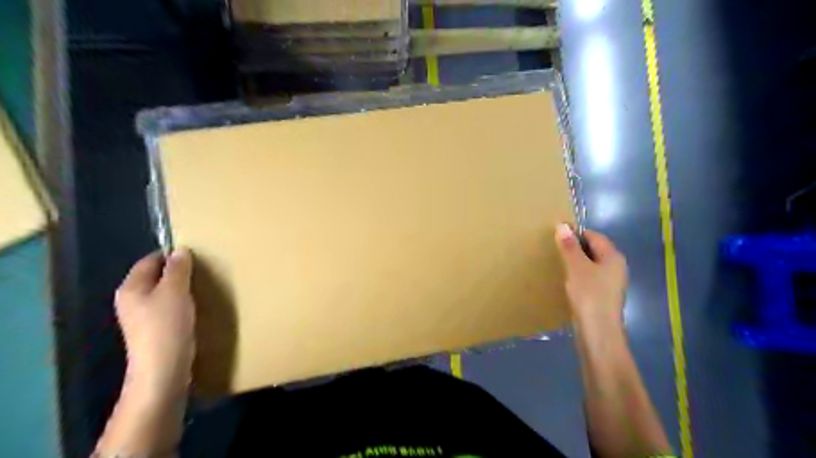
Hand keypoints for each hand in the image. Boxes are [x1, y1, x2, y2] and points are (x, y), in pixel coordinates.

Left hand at [113, 249, 196, 397]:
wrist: (163, 367)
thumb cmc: (166, 325)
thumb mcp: (175, 291)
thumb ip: (178, 269)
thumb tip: (181, 250)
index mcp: (131, 288)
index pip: (149, 261)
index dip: (170, 255)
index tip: (195, 255)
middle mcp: (132, 300)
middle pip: (155, 277)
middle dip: (177, 271)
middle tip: (201, 269)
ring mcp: (142, 316)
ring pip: (163, 292)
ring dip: (181, 287)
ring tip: (201, 285)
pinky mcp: (155, 329)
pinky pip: (168, 307)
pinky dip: (181, 302)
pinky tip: (195, 305)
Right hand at [555, 226, 630, 329]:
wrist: (598, 332)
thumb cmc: (589, 295)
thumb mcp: (576, 267)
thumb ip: (569, 247)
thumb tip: (562, 225)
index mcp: (613, 257)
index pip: (594, 236)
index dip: (576, 234)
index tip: (557, 237)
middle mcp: (616, 268)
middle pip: (593, 250)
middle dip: (575, 249)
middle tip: (555, 251)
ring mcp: (610, 284)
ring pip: (591, 266)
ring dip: (575, 264)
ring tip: (557, 266)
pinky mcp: (603, 297)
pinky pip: (589, 279)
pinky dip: (578, 277)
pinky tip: (566, 283)